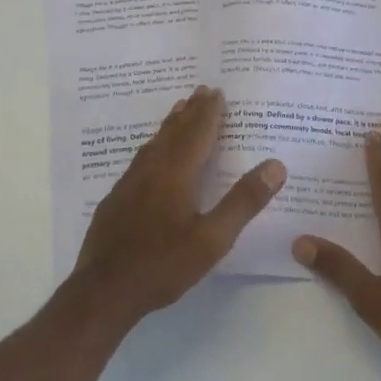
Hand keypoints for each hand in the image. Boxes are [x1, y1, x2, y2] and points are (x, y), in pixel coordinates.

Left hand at [74, 86, 284, 326]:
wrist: (104, 290)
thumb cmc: (163, 264)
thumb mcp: (213, 239)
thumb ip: (243, 201)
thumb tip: (276, 165)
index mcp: (176, 173)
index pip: (197, 133)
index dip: (209, 112)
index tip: (217, 91)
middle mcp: (151, 169)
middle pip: (173, 132)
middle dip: (190, 111)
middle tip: (201, 90)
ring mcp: (129, 183)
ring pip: (154, 143)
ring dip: (170, 124)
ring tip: (179, 111)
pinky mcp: (116, 198)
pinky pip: (140, 158)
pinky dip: (154, 145)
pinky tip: (152, 155)